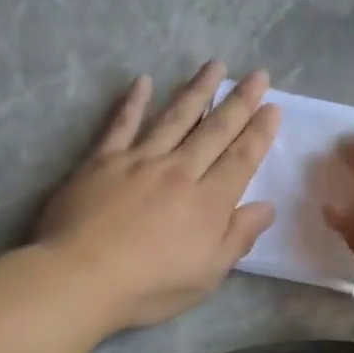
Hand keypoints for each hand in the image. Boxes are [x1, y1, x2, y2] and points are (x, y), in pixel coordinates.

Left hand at [37, 63, 279, 329]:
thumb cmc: (149, 286)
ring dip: (197, 90)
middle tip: (257, 74)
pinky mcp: (103, 160)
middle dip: (239, 101)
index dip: (259, 132)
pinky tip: (144, 81)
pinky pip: (122, 124)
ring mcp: (140, 160)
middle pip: (215, 130)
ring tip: (214, 66)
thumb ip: (237, 237)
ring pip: (175, 117)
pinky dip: (134, 101)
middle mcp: (179, 171)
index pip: (241, 158)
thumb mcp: (207, 274)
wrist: (81, 277)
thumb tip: (266, 207)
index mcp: (208, 201)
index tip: (273, 107)